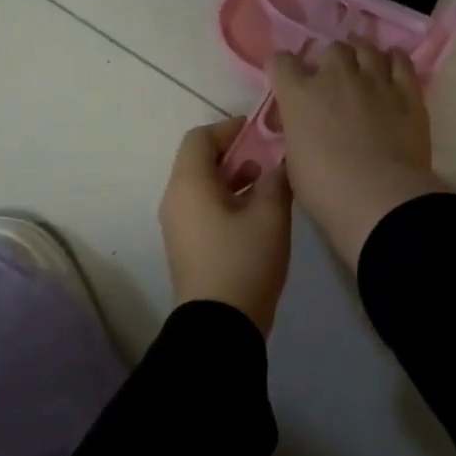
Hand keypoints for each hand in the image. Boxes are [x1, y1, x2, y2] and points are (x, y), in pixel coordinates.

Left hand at [158, 117, 292, 335]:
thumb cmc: (244, 260)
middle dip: (234, 154)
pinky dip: (225, 200)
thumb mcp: (270, 215)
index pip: (200, 138)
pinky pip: (202, 208)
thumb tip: (279, 163)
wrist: (220, 325)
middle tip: (267, 158)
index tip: (259, 132)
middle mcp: (175, 199)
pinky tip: (256, 214)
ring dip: (232, 178)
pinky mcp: (186, 246)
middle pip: (198, 161)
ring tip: (266, 185)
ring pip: (202, 186)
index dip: (229, 129)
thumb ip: (276, 179)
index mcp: (189, 185)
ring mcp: (177, 225)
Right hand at [269, 41, 444, 266]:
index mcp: (300, 96)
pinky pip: (400, 61)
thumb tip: (306, 131)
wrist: (379, 199)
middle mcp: (336, 78)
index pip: (282, 63)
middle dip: (330, 63)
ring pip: (366, 48)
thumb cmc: (326, 191)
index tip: (288, 82)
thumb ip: (298, 136)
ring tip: (363, 70)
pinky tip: (392, 67)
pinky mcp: (407, 92)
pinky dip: (394, 60)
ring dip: (361, 56)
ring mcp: (374, 81)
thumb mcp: (295, 164)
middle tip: (333, 83)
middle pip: (331, 50)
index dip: (283, 70)